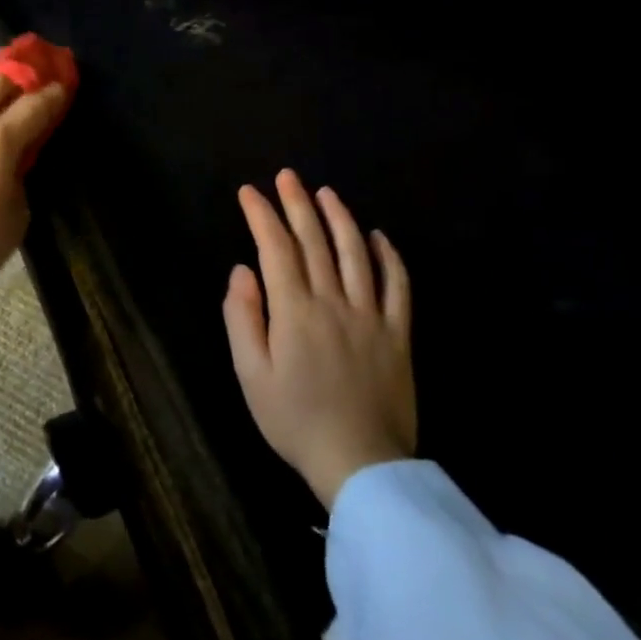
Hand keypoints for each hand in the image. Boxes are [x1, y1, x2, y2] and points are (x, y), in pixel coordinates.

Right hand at [223, 170, 414, 508]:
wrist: (360, 463)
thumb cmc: (294, 419)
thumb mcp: (250, 373)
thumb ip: (242, 317)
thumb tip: (242, 271)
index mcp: (295, 311)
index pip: (276, 248)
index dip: (261, 215)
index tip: (249, 192)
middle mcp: (334, 302)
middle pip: (315, 241)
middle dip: (297, 204)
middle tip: (287, 176)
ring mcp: (371, 316)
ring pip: (356, 254)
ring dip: (340, 218)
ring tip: (326, 193)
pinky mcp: (398, 334)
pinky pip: (398, 286)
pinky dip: (389, 257)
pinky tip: (378, 237)